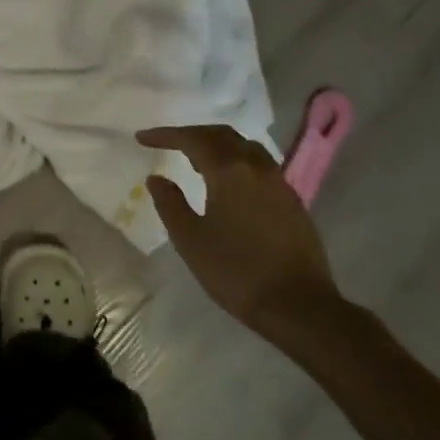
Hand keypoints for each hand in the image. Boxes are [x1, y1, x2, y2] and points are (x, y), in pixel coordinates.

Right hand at [136, 124, 343, 339]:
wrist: (298, 305)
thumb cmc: (236, 271)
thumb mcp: (190, 240)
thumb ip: (169, 203)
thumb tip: (156, 178)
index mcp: (229, 171)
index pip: (192, 139)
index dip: (165, 135)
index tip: (142, 138)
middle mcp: (257, 166)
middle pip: (222, 135)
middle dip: (192, 134)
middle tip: (168, 143)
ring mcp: (279, 182)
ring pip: (244, 147)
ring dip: (217, 145)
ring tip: (196, 161)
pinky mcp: (292, 200)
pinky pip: (259, 164)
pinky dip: (236, 161)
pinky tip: (228, 183)